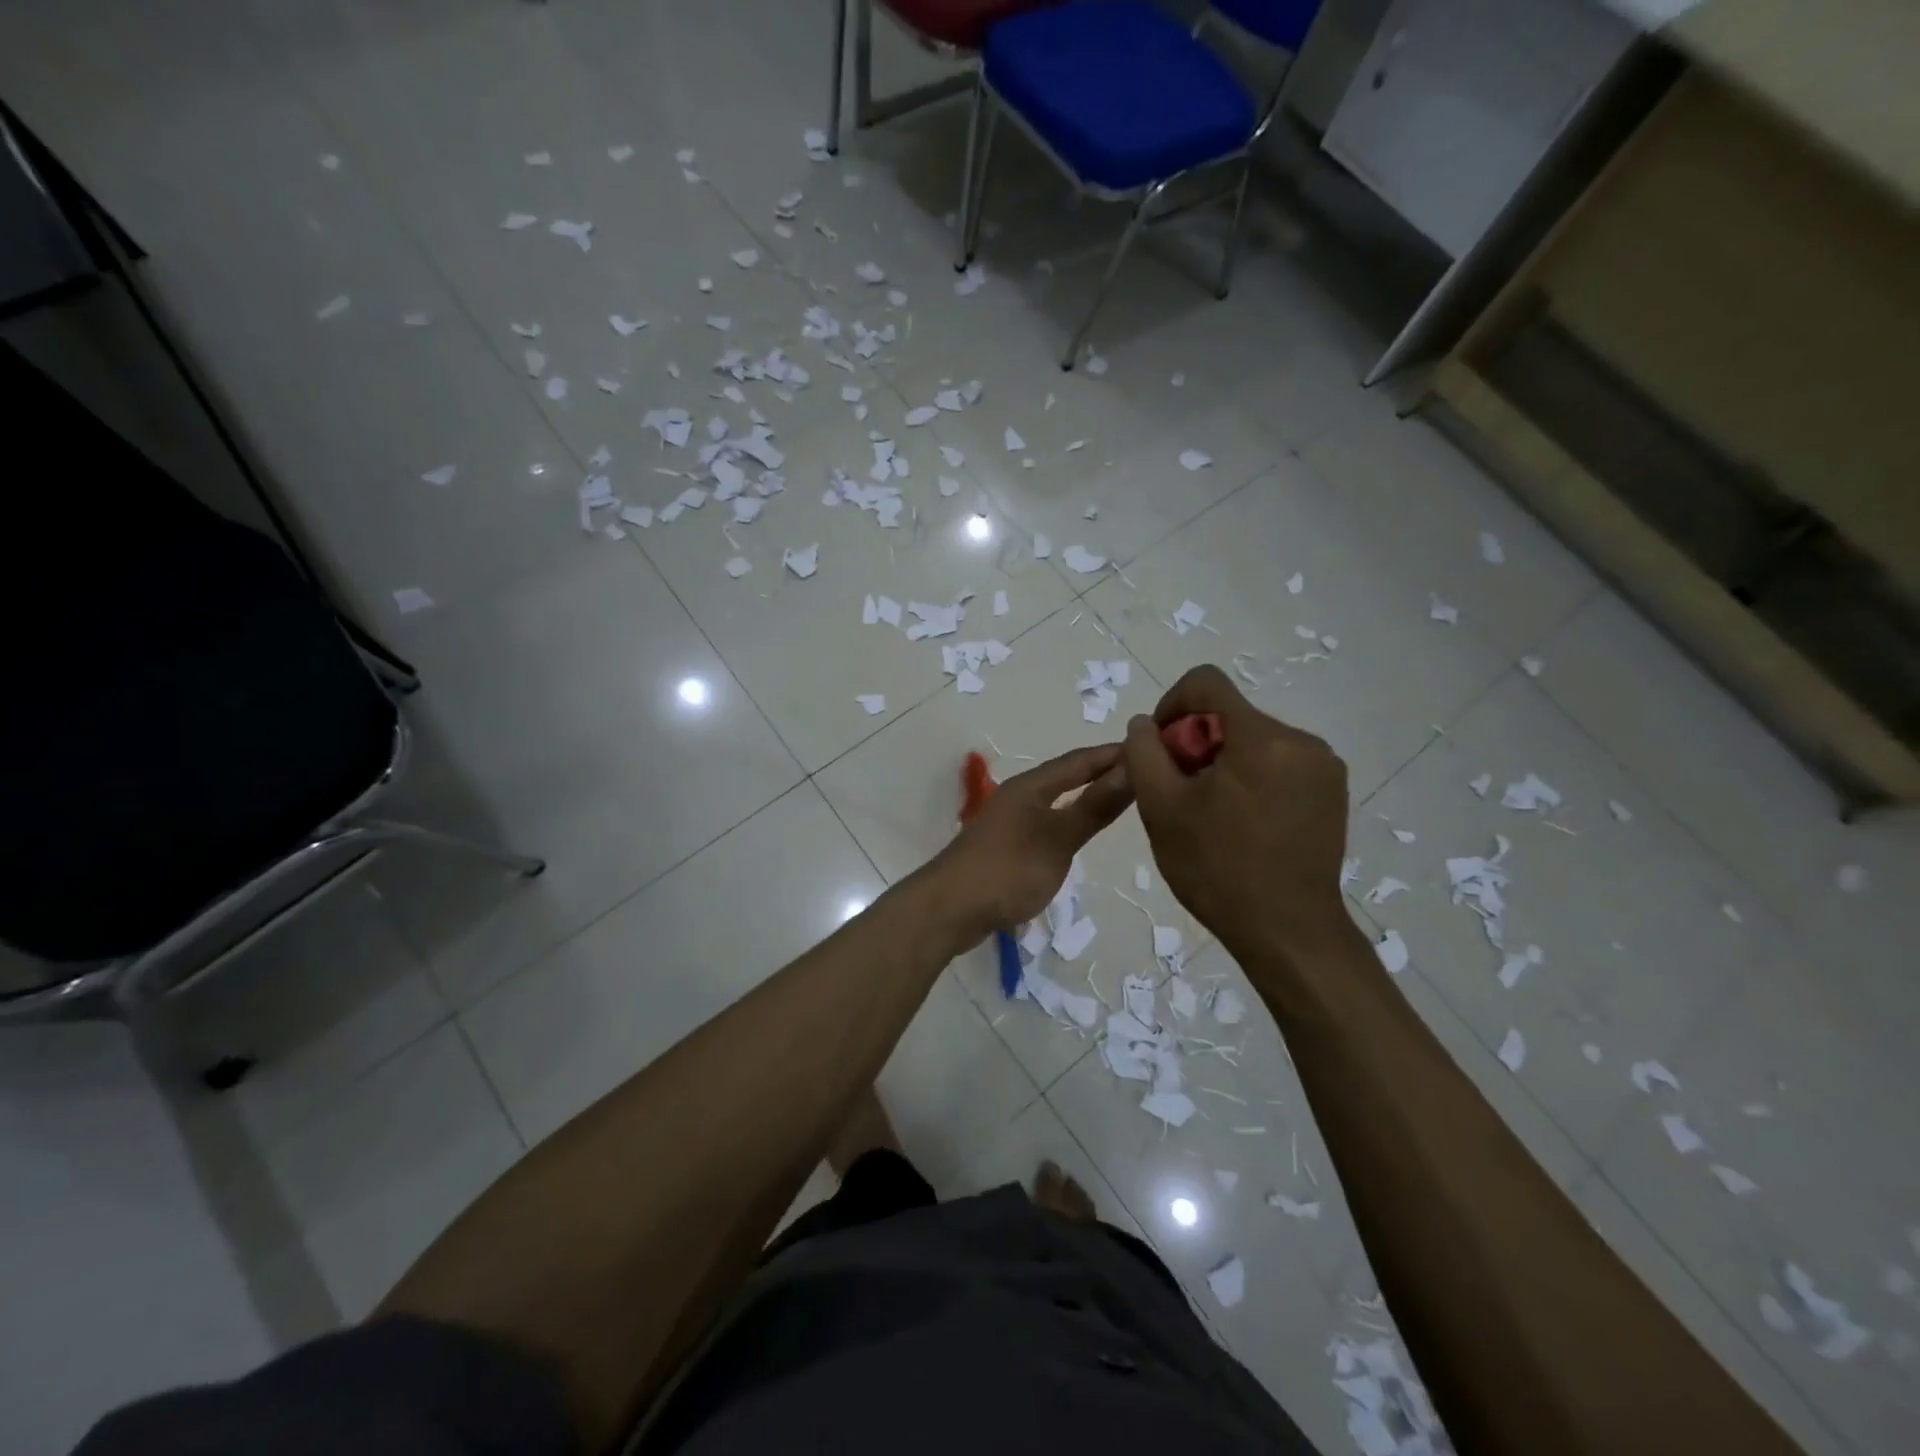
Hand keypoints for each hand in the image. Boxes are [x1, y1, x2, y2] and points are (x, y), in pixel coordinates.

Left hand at [927, 745, 1132, 947]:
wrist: (950, 909)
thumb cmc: (1008, 869)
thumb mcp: (1058, 838)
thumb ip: (1094, 807)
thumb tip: (1131, 769)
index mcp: (1030, 786)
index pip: (1079, 761)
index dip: (1113, 753)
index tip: (1150, 746)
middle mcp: (1018, 796)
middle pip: (1066, 776)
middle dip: (1101, 771)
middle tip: (1142, 772)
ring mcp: (1009, 821)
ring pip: (1055, 799)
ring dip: (1085, 795)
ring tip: (1118, 799)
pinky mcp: (1005, 846)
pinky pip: (1046, 821)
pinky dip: (1069, 819)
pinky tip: (1079, 833)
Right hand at [1123, 666, 1350, 962]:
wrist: (1288, 932)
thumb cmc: (1218, 869)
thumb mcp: (1161, 808)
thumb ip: (1144, 753)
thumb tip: (1146, 723)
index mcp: (1262, 738)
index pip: (1207, 683)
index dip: (1171, 704)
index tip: (1160, 747)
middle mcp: (1302, 741)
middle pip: (1231, 715)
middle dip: (1196, 742)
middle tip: (1180, 792)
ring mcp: (1323, 767)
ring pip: (1254, 740)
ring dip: (1223, 761)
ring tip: (1209, 812)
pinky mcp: (1332, 792)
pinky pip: (1279, 763)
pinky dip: (1251, 777)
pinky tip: (1241, 821)